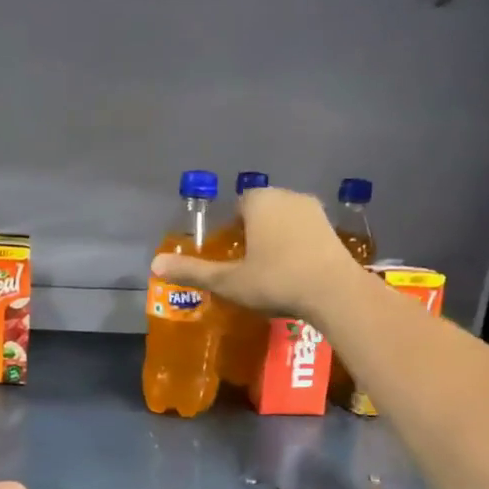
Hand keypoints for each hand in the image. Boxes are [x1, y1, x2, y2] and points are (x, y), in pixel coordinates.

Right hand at [151, 186, 364, 322]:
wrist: (334, 292)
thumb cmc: (275, 280)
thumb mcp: (228, 281)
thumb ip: (193, 271)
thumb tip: (154, 265)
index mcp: (259, 201)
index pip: (238, 205)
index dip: (231, 229)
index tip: (229, 254)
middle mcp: (287, 196)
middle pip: (262, 210)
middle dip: (254, 232)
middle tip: (246, 265)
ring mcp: (314, 211)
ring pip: (286, 221)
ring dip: (277, 238)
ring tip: (270, 270)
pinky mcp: (333, 229)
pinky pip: (305, 233)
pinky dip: (297, 246)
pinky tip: (295, 271)